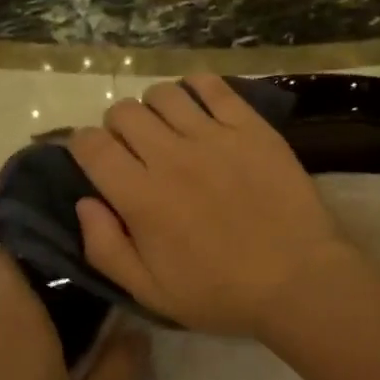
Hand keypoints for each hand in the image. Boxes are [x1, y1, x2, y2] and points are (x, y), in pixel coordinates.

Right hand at [68, 74, 360, 336]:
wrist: (298, 279)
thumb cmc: (222, 293)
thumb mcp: (151, 293)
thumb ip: (106, 248)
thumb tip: (83, 203)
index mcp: (141, 197)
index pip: (91, 146)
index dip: (81, 145)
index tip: (91, 157)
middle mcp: (170, 156)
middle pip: (123, 112)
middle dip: (116, 127)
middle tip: (133, 149)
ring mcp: (213, 136)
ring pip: (163, 94)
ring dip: (154, 107)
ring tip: (168, 129)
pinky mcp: (250, 126)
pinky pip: (212, 86)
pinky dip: (196, 88)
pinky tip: (199, 106)